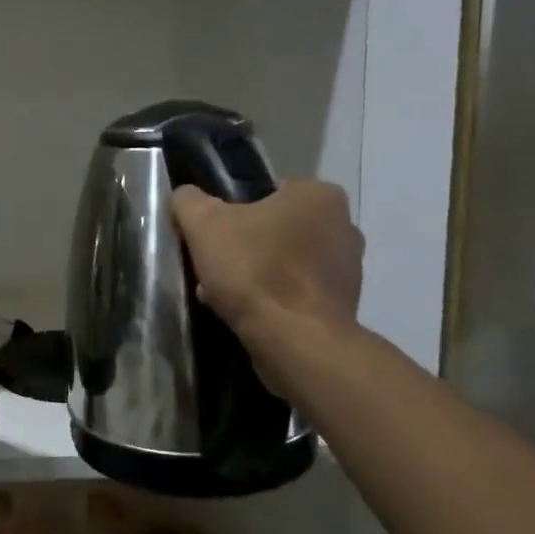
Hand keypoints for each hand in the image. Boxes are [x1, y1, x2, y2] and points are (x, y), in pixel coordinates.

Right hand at [171, 180, 363, 377]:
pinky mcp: (343, 305)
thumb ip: (190, 201)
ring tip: (222, 295)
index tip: (213, 237)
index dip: (232, 213)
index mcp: (318, 195)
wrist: (295, 340)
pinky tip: (245, 313)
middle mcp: (344, 225)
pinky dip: (272, 299)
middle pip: (275, 229)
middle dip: (244, 247)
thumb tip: (185, 196)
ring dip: (256, 275)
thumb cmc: (254, 269)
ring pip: (285, 263)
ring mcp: (348, 269)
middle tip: (214, 266)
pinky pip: (296, 293)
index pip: (266, 193)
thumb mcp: (204, 224)